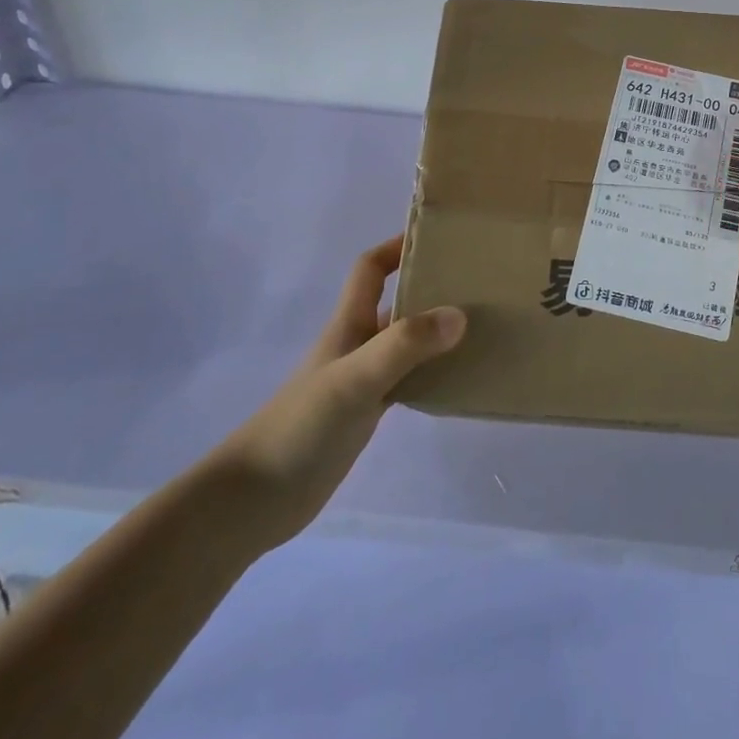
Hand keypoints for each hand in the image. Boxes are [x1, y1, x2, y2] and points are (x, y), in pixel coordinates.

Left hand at [203, 236, 465, 553]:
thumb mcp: (355, 379)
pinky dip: (432, 374)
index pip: (371, 269)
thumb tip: (459, 314)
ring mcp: (362, 380)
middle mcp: (357, 344)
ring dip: (437, 333)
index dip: (397, 246)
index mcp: (349, 324)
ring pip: (407, 343)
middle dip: (432, 288)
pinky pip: (408, 380)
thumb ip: (404, 345)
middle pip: (397, 303)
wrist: (256, 499)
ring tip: (482, 327)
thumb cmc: (301, 426)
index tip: (438, 239)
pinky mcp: (366, 413)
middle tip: (479, 284)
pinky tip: (459, 379)